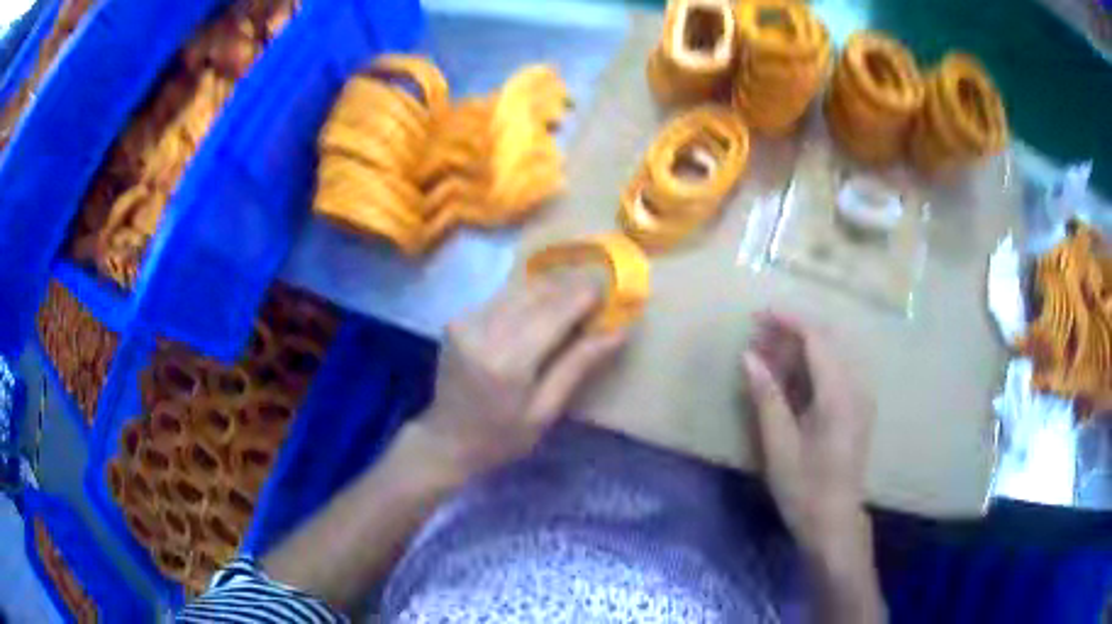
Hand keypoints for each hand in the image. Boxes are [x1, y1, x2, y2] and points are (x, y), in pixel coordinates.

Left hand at [417, 275, 626, 476]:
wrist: (445, 440)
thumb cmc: (501, 437)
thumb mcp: (546, 411)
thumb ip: (578, 365)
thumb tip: (618, 332)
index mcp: (508, 360)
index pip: (555, 311)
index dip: (585, 295)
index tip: (612, 289)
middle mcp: (483, 330)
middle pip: (537, 293)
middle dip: (571, 288)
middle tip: (598, 293)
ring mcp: (466, 320)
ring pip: (519, 289)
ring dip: (550, 289)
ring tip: (575, 297)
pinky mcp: (458, 318)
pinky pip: (502, 297)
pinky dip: (527, 297)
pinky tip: (542, 308)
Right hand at [742, 311, 874, 555]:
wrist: (834, 522)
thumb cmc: (804, 488)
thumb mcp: (779, 445)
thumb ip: (766, 396)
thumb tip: (748, 356)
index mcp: (839, 395)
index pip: (817, 339)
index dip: (788, 321)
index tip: (759, 315)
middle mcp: (855, 388)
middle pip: (825, 343)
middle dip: (790, 334)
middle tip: (755, 337)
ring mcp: (859, 398)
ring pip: (829, 358)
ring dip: (798, 352)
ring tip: (764, 357)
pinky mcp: (856, 410)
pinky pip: (832, 376)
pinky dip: (808, 370)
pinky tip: (786, 381)